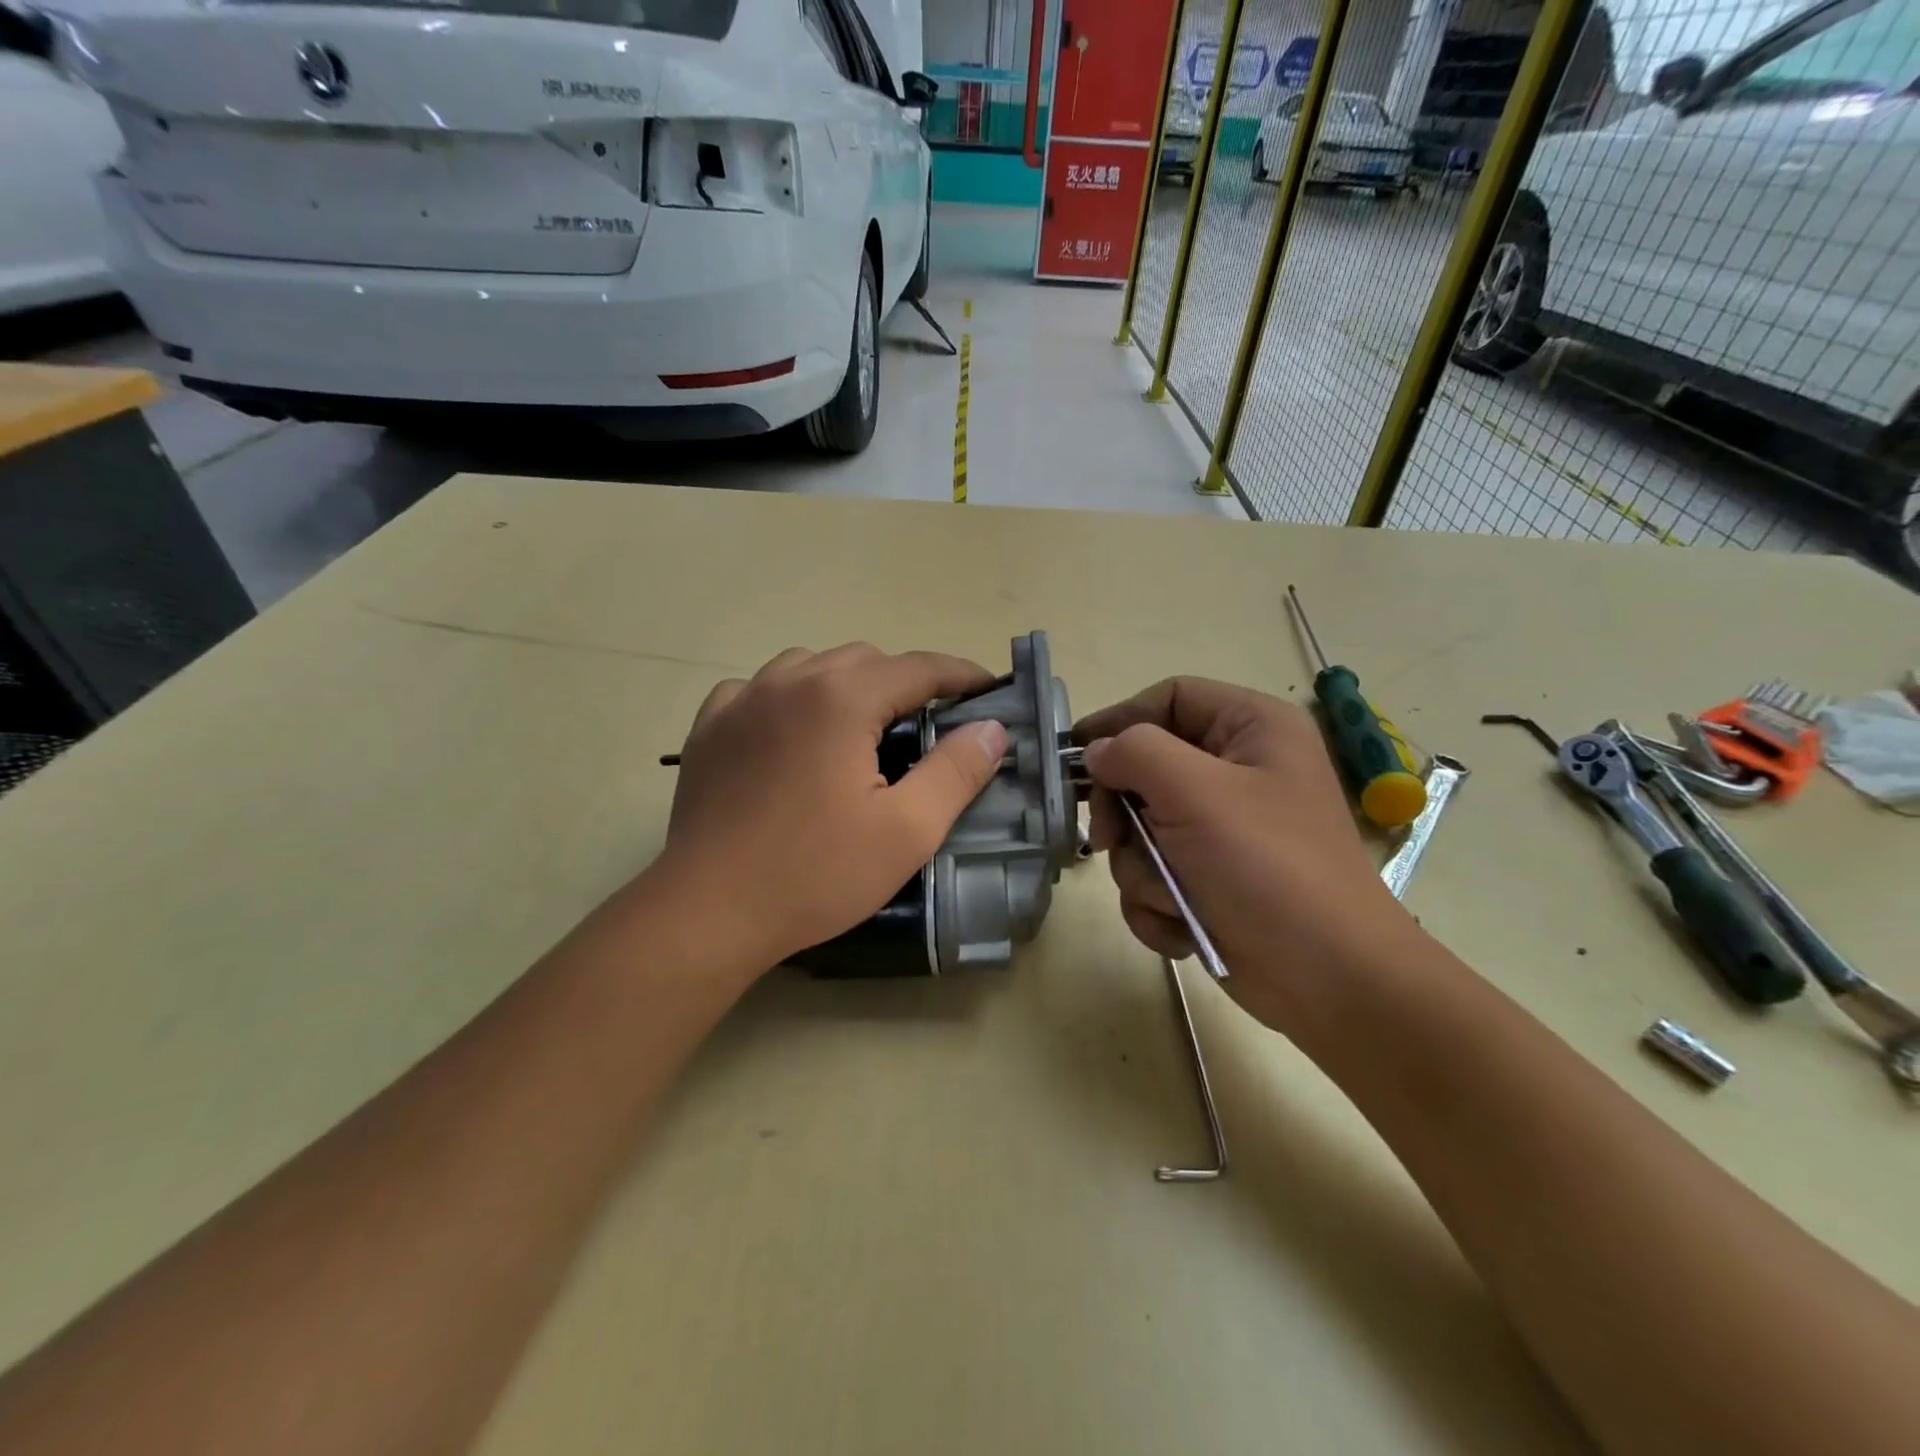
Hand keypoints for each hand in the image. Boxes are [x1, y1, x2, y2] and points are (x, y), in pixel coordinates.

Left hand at [654, 644, 1007, 975]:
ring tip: (862, 727)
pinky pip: (762, 687)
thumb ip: (956, 771)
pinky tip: (794, 733)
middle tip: (928, 723)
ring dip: (847, 683)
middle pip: (865, 659)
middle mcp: (790, 681)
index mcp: (841, 698)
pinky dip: (791, 697)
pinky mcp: (710, 726)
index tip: (989, 689)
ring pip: (811, 665)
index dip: (961, 675)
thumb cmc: (815, 874)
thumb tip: (992, 728)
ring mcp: (742, 699)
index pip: (919, 667)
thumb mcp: (907, 831)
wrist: (709, 913)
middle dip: (905, 681)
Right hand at [1077, 677, 1419, 1035]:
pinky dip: (1158, 901)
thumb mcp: (1196, 793)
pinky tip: (1182, 924)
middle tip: (1110, 840)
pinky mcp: (1211, 877)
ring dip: (1142, 868)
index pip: (1169, 698)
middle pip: (1145, 767)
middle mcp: (1239, 771)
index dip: (1119, 721)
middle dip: (1123, 813)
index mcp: (1252, 729)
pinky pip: (1155, 873)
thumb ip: (1135, 753)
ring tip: (1172, 894)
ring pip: (1142, 829)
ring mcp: (1223, 829)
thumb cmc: (1267, 868)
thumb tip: (1097, 752)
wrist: (1327, 980)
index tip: (1076, 755)